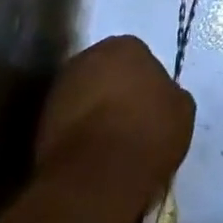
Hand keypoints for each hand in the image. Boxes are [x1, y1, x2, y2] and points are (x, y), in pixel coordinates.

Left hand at [35, 36, 193, 201]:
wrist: (97, 177)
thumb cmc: (147, 133)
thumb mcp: (181, 110)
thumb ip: (169, 94)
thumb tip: (160, 97)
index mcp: (126, 45)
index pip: (139, 58)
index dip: (146, 84)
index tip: (152, 109)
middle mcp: (89, 55)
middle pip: (107, 72)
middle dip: (117, 92)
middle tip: (131, 123)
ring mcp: (61, 86)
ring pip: (85, 95)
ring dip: (95, 112)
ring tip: (111, 145)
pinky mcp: (42, 119)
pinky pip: (69, 121)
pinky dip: (79, 133)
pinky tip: (93, 156)